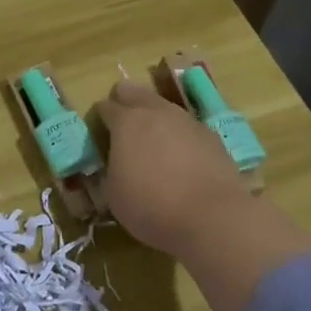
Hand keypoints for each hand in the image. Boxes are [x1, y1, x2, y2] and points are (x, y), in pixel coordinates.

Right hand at [99, 79, 253, 253]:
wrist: (211, 217)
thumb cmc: (150, 205)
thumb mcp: (113, 193)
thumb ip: (111, 169)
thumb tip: (116, 164)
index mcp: (127, 122)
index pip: (106, 107)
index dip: (100, 117)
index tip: (98, 130)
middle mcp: (158, 113)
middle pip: (137, 94)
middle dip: (126, 100)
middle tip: (122, 116)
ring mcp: (188, 122)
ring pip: (166, 109)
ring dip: (156, 118)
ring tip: (153, 137)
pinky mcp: (213, 138)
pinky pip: (188, 129)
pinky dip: (180, 136)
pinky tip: (181, 155)